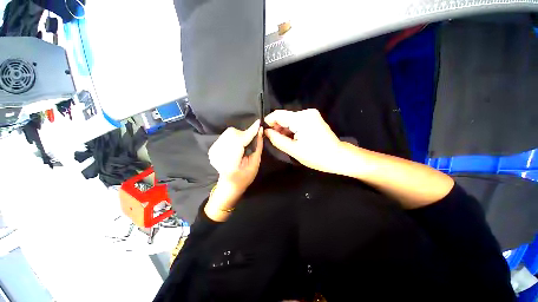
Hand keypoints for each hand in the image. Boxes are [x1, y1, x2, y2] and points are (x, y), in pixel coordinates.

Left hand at [208, 120, 262, 195]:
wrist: (229, 185)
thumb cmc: (244, 177)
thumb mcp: (255, 164)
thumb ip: (258, 147)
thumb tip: (260, 131)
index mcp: (231, 161)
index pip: (240, 140)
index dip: (250, 131)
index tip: (259, 123)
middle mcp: (219, 154)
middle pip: (233, 133)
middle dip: (244, 134)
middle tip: (249, 143)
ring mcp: (213, 151)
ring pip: (229, 133)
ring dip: (238, 136)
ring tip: (242, 146)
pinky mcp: (212, 149)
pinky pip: (225, 136)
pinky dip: (233, 138)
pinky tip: (235, 147)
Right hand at [264, 109, 346, 174]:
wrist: (338, 157)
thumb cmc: (316, 156)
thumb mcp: (294, 150)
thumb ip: (277, 140)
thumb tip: (266, 132)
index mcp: (301, 119)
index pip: (278, 114)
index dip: (269, 122)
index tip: (264, 132)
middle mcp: (306, 112)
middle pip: (284, 116)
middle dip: (277, 127)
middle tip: (274, 140)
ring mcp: (311, 114)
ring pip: (290, 119)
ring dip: (284, 129)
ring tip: (284, 141)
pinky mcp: (313, 118)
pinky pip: (297, 121)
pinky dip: (291, 129)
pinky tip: (291, 138)